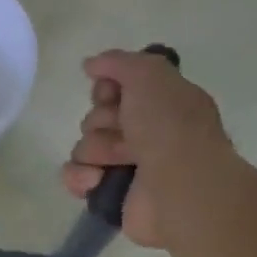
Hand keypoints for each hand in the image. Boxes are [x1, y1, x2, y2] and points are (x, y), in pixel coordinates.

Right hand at [60, 49, 231, 247]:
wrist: (180, 189)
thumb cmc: (170, 128)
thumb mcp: (151, 76)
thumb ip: (118, 61)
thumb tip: (90, 65)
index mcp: (163, 105)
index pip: (116, 88)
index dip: (108, 88)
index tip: (113, 94)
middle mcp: (147, 134)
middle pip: (97, 117)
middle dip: (103, 121)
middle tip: (125, 131)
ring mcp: (128, 166)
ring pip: (85, 146)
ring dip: (96, 150)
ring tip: (119, 160)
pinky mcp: (109, 194)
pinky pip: (75, 175)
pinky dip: (82, 177)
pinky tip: (98, 179)